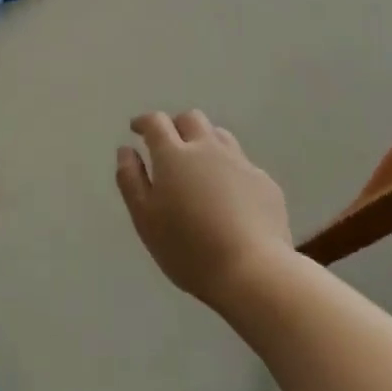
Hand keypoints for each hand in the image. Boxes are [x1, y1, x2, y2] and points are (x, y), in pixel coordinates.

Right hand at [116, 110, 292, 310]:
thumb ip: (131, 180)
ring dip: (204, 142)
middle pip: (191, 119)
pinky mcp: (265, 182)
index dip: (144, 122)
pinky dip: (228, 169)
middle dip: (176, 125)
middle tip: (167, 145)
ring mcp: (240, 163)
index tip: (136, 129)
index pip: (156, 122)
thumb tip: (126, 150)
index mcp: (174, 155)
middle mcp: (208, 149)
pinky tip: (229, 195)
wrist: (254, 271)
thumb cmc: (188, 248)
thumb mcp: (145, 219)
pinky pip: (242, 164)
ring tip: (198, 165)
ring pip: (219, 136)